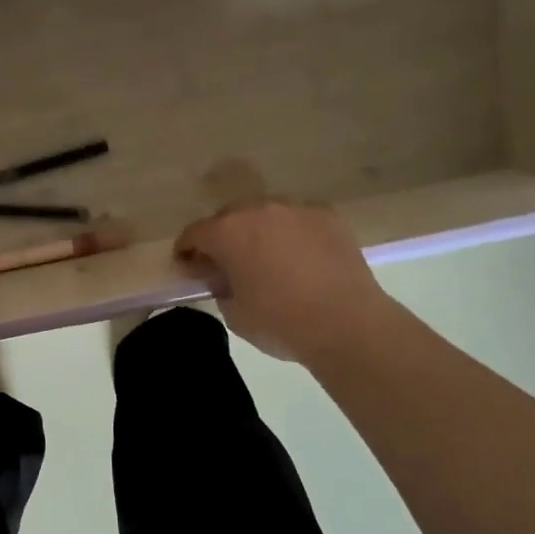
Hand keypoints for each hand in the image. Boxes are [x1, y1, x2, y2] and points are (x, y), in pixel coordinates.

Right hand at [174, 200, 396, 363]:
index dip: (186, 250)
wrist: (348, 324)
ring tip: (268, 259)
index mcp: (228, 233)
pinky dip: (292, 235)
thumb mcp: (234, 313)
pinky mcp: (328, 217)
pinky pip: (298, 221)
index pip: (195, 233)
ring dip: (259, 232)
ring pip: (266, 215)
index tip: (188, 266)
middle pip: (229, 217)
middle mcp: (259, 210)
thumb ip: (220, 286)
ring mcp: (297, 210)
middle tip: (228, 263)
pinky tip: (301, 259)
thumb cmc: (280, 322)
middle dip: (223, 237)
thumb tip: (224, 276)